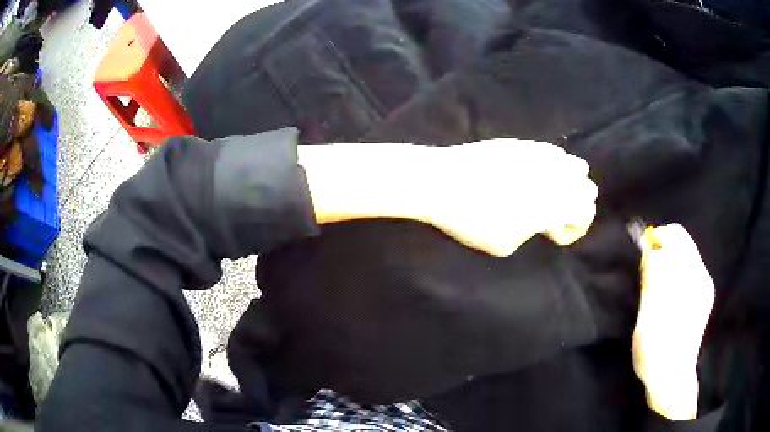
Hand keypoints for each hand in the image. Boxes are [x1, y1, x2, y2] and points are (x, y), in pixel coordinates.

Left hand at [418, 139, 597, 255]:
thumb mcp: (507, 243)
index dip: (575, 229)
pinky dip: (552, 166)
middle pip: (587, 187)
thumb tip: (535, 217)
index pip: (586, 212)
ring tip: (547, 194)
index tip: (554, 235)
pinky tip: (534, 174)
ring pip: (573, 165)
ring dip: (568, 182)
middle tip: (554, 216)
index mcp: (558, 203)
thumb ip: (533, 229)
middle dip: (577, 204)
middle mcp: (557, 175)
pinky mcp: (522, 143)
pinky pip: (551, 152)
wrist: (442, 181)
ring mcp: (540, 154)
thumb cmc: (474, 219)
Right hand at [631, 224, 714, 419]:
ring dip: (668, 262)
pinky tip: (666, 295)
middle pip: (682, 242)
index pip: (675, 236)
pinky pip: (688, 269)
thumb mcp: (648, 316)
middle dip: (662, 250)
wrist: (671, 379)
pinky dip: (675, 272)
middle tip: (647, 272)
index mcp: (689, 279)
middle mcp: (701, 277)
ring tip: (655, 287)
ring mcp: (704, 286)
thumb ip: (652, 279)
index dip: (656, 239)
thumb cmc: (655, 351)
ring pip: (685, 255)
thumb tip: (650, 248)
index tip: (643, 257)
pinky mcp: (704, 295)